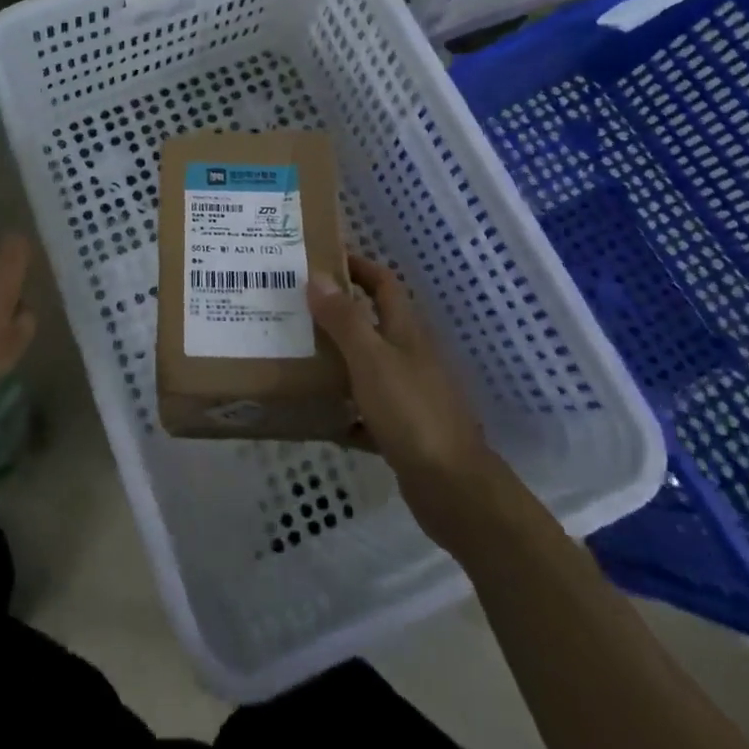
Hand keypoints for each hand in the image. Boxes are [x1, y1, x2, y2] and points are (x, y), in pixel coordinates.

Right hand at [309, 254, 497, 546]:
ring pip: (366, 366)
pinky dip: (343, 410)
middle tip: (294, 308)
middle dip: (337, 312)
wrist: (454, 489)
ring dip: (336, 359)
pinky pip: (365, 412)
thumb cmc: (411, 412)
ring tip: (295, 354)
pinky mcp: (402, 431)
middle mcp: (409, 356)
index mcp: (405, 331)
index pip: (382, 283)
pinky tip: (316, 415)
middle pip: (372, 323)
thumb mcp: (370, 359)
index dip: (356, 266)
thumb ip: (344, 319)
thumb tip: (316, 276)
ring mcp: (408, 395)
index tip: (320, 259)